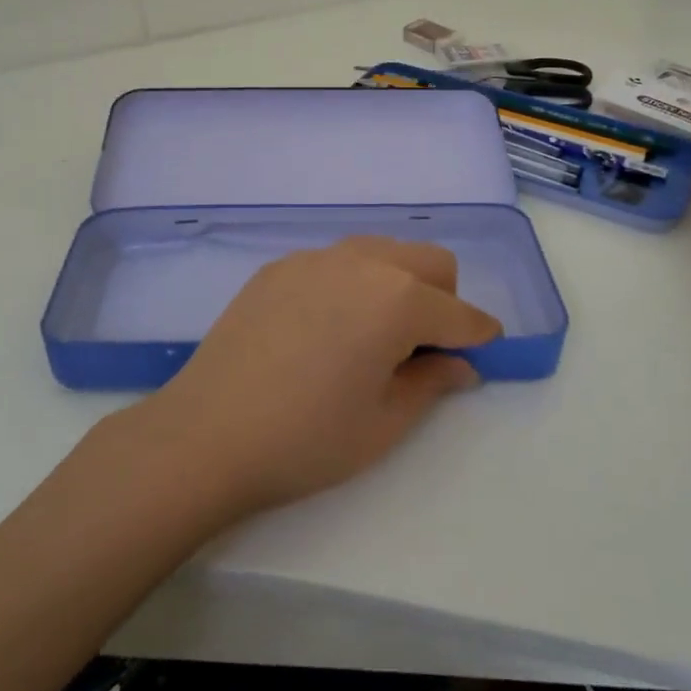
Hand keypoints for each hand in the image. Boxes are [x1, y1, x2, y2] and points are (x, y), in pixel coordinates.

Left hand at [120, 236, 500, 517]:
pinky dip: (351, 283)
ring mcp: (315, 258)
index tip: (485, 349)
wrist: (206, 433)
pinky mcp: (279, 266)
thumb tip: (460, 365)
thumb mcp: (384, 422)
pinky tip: (325, 328)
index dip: (480, 334)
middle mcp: (362, 262)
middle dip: (443, 297)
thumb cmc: (306, 439)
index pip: (460, 312)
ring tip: (374, 334)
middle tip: (424, 348)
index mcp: (398, 300)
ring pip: (382, 251)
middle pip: (428, 260)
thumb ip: (432, 383)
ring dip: (398, 282)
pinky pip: (335, 261)